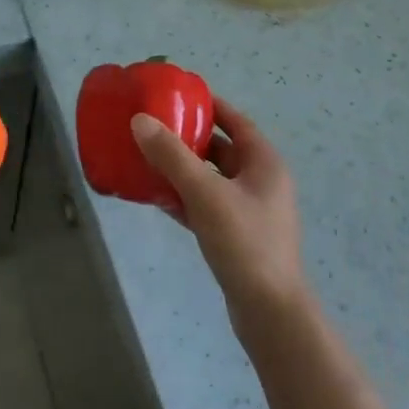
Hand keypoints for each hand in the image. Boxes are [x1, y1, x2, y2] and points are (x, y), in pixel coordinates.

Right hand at [130, 97, 308, 324]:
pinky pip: (206, 205)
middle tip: (154, 128)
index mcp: (264, 163)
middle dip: (189, 138)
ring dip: (182, 169)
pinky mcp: (236, 236)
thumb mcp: (205, 194)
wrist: (269, 311)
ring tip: (148, 159)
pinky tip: (157, 197)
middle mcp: (260, 182)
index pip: (236, 121)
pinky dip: (184, 198)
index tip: (178, 96)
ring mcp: (250, 211)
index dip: (209, 106)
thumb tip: (140, 120)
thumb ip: (172, 156)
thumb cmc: (244, 243)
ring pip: (211, 179)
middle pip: (221, 149)